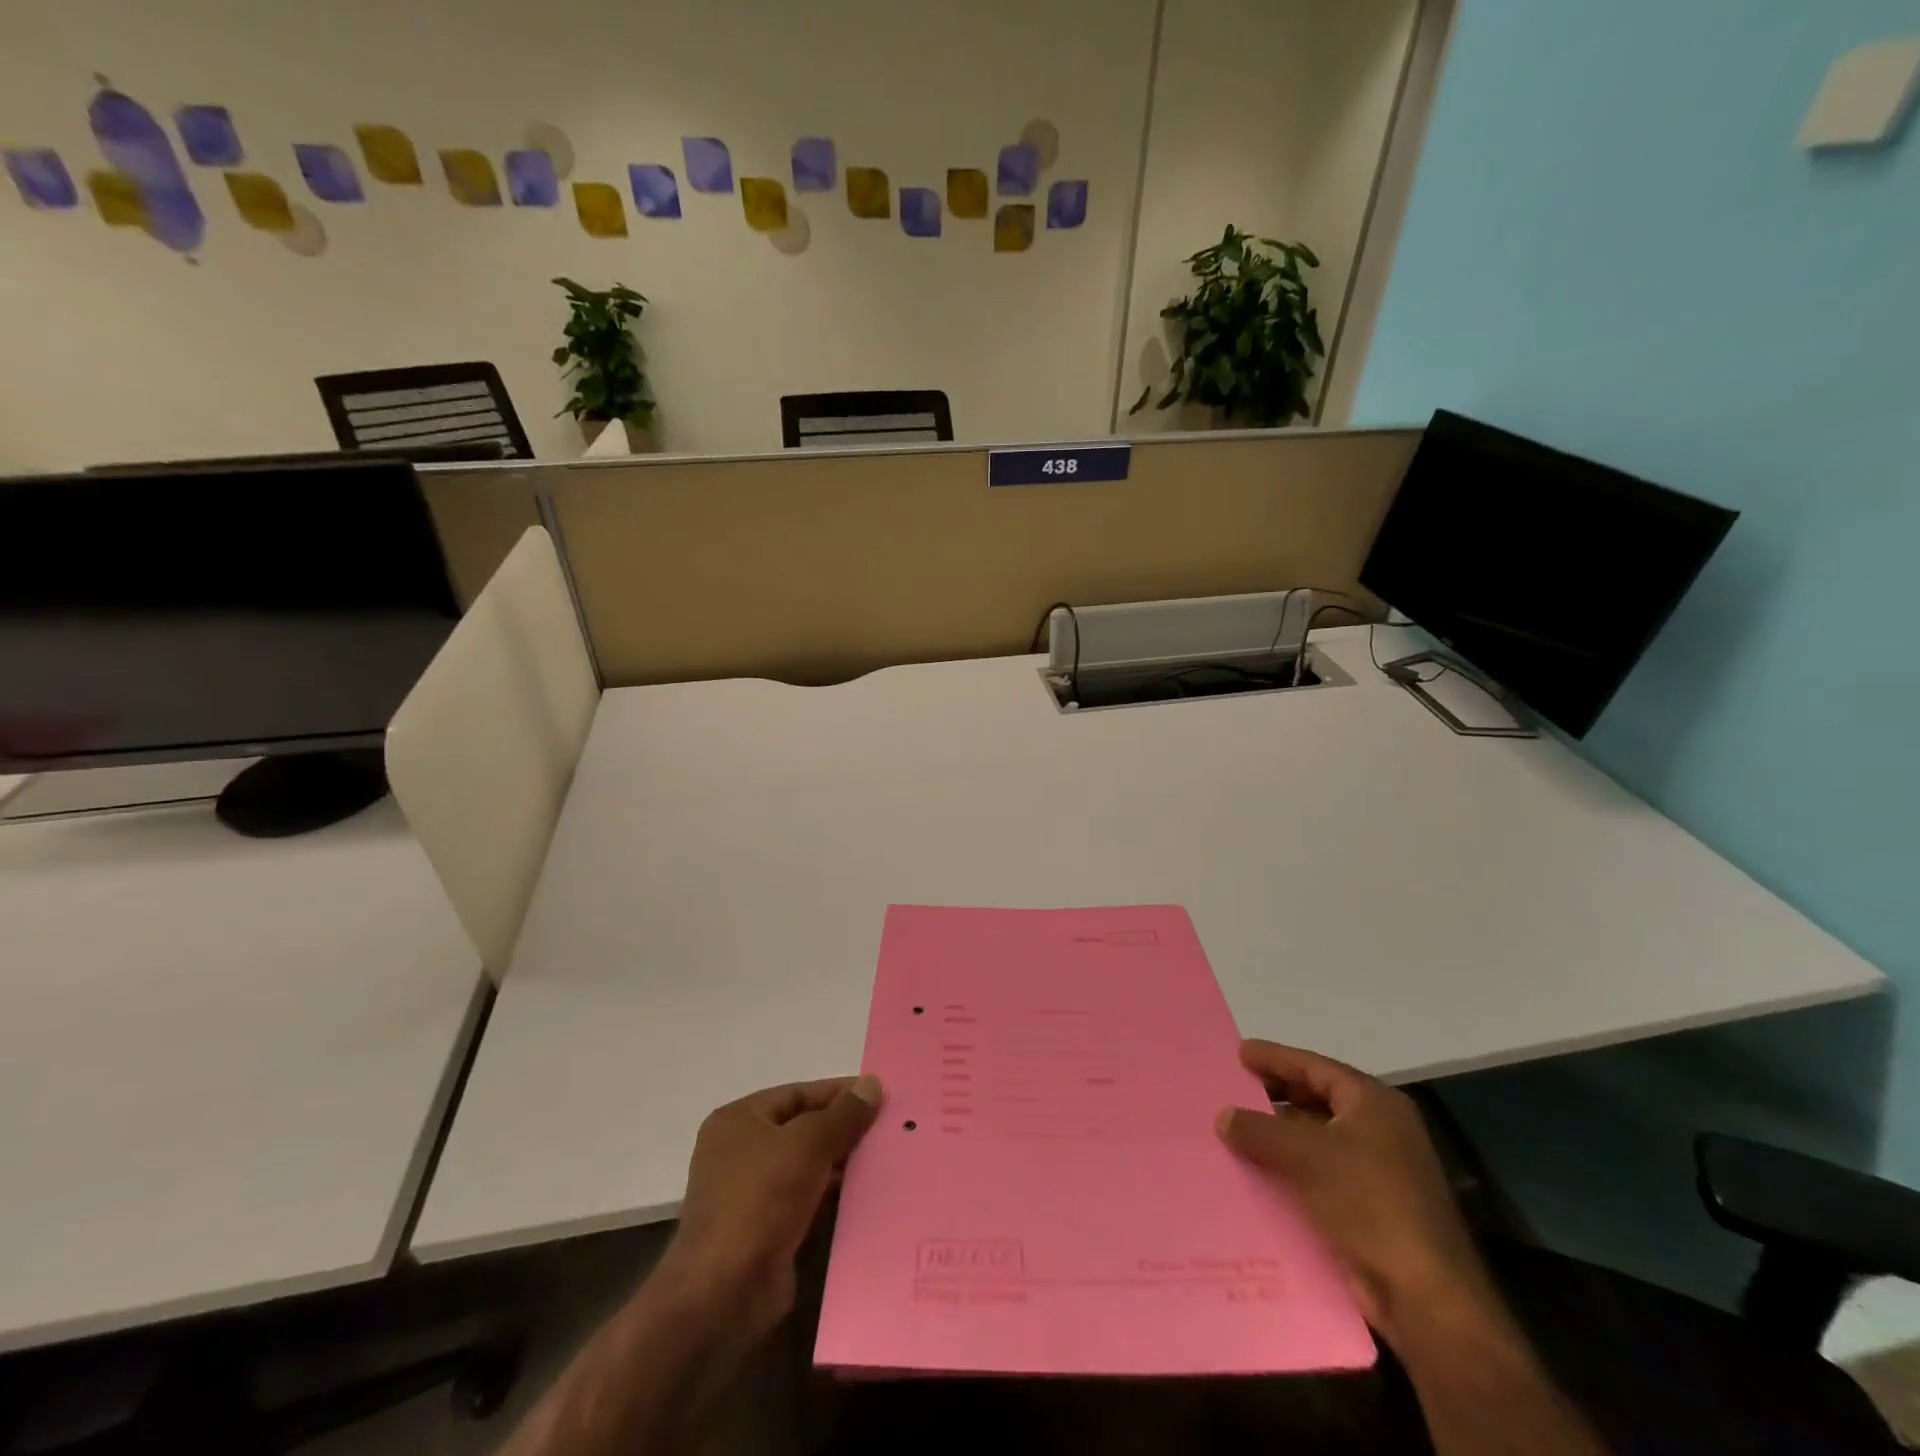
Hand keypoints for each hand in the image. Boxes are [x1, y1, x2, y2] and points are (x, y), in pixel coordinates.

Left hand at [665, 1075, 881, 1334]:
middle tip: (888, 1129)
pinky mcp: (764, 1231)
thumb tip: (872, 1084)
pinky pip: (806, 1201)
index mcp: (739, 1121)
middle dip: (843, 1130)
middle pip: (802, 1129)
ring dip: (841, 1166)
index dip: (838, 1093)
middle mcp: (739, 1152)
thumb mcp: (808, 1143)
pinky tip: (866, 1196)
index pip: (797, 1094)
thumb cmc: (761, 1199)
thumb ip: (843, 1114)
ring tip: (885, 1160)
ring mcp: (750, 1194)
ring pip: (806, 1167)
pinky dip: (832, 1198)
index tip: (878, 1096)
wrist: (724, 1293)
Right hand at [1216, 1041, 1495, 1347]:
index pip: (1316, 1067)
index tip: (1240, 1053)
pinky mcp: (1371, 1210)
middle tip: (1236, 1087)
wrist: (1425, 1298)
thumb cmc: (1369, 1202)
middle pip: (1319, 1099)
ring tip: (1237, 1129)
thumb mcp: (1306, 1154)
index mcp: (1375, 1104)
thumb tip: (1223, 1116)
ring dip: (1280, 1136)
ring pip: (1317, 1139)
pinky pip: (1320, 1174)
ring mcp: (1380, 1172)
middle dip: (1277, 1094)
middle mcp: (1381, 1130)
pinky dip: (1290, 1169)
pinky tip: (1258, 1173)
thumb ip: (1260, 1130)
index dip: (1276, 1057)